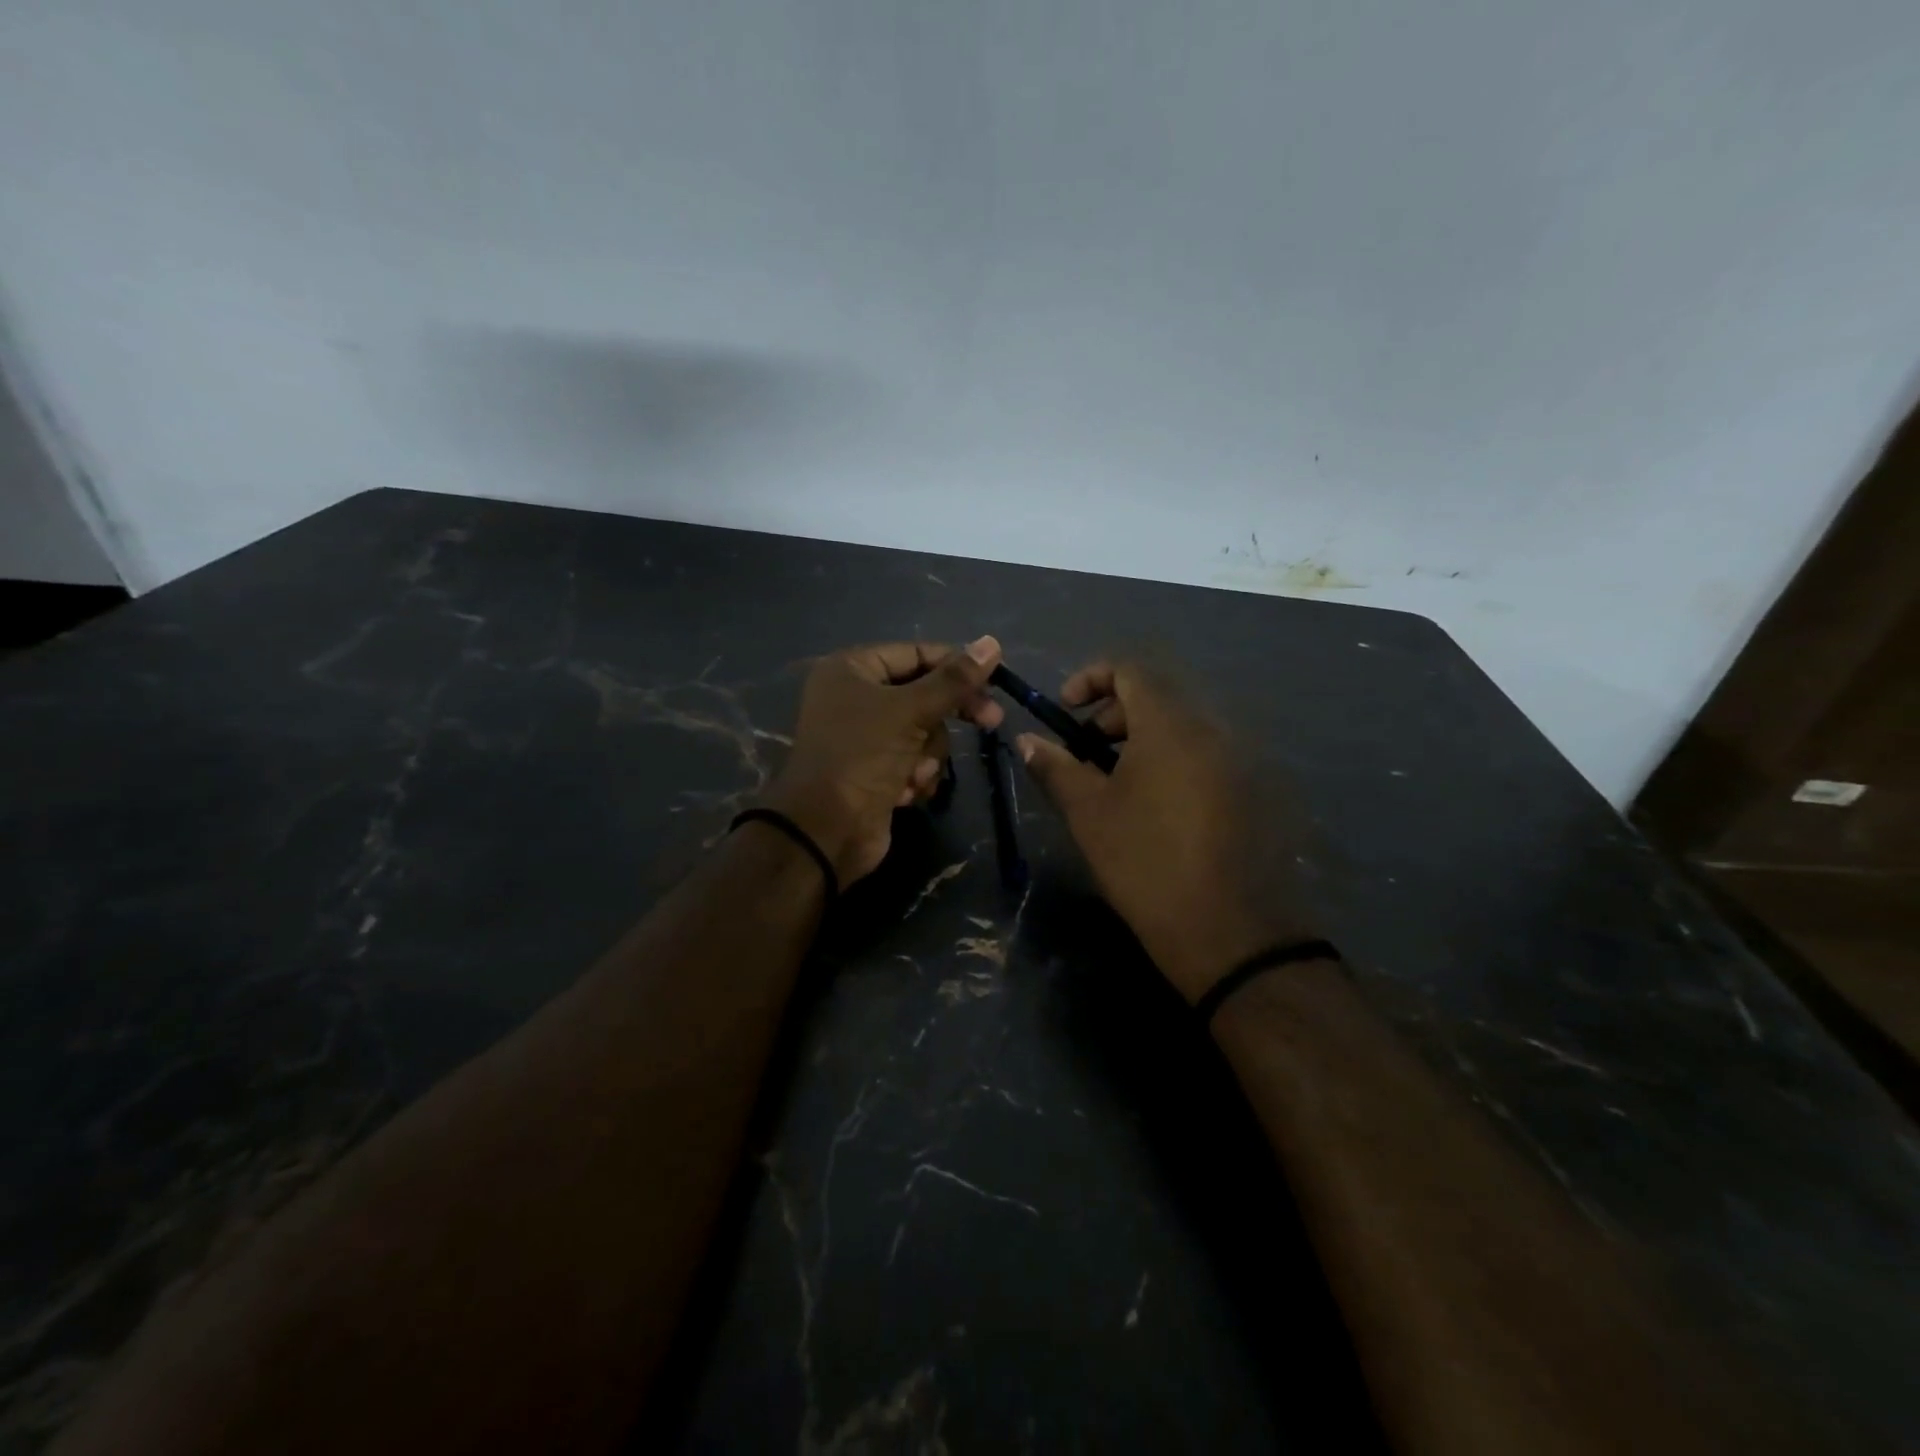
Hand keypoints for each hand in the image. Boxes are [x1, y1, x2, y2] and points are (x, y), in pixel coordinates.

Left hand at [759, 637, 1005, 884]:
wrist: (826, 831)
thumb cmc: (862, 757)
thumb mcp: (910, 711)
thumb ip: (953, 680)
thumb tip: (992, 643)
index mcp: (852, 669)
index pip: (916, 653)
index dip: (955, 666)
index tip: (995, 682)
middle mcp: (856, 697)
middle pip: (923, 693)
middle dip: (948, 715)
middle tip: (991, 722)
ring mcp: (866, 737)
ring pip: (924, 732)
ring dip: (927, 755)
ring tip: (913, 773)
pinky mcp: (876, 771)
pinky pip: (914, 760)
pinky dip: (916, 776)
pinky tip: (905, 793)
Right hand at [1016, 659, 1319, 1002]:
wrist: (1230, 933)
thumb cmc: (1146, 863)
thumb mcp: (1089, 814)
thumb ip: (1056, 767)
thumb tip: (1026, 739)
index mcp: (1171, 725)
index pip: (1131, 669)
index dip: (1091, 678)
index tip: (1066, 711)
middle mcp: (1213, 730)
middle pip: (1158, 697)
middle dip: (1114, 715)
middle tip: (1086, 753)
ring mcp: (1239, 761)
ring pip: (1183, 728)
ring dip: (1142, 740)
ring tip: (1116, 785)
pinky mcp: (1253, 792)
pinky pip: (1205, 756)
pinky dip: (1172, 762)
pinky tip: (1156, 809)